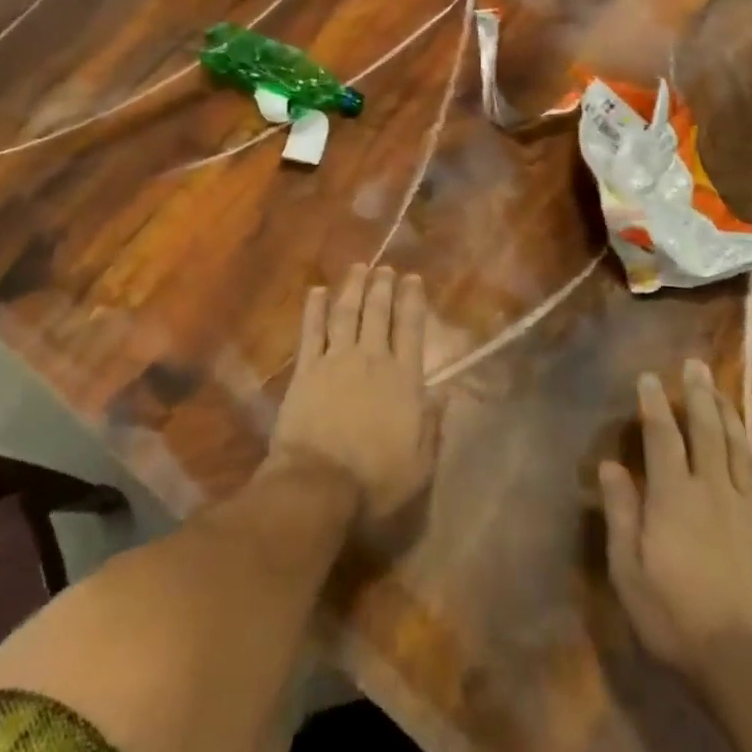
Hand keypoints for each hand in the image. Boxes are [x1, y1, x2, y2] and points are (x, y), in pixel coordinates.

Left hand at [269, 265, 437, 521]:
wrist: (320, 483)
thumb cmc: (376, 480)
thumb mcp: (420, 463)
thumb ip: (432, 425)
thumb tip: (444, 393)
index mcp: (404, 380)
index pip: (411, 329)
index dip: (412, 301)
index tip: (413, 278)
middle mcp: (372, 360)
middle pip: (378, 314)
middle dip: (383, 287)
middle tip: (385, 268)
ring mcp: (336, 360)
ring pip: (346, 314)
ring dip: (353, 288)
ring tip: (358, 268)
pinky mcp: (306, 369)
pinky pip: (311, 331)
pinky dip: (315, 308)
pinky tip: (318, 291)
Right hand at [600, 360, 751, 679]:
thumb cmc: (678, 619)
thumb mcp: (630, 572)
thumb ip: (621, 514)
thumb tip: (609, 465)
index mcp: (674, 497)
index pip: (661, 437)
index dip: (654, 404)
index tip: (649, 377)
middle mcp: (714, 492)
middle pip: (707, 433)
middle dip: (699, 395)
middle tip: (697, 365)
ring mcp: (751, 514)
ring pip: (741, 452)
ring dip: (731, 418)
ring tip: (724, 392)